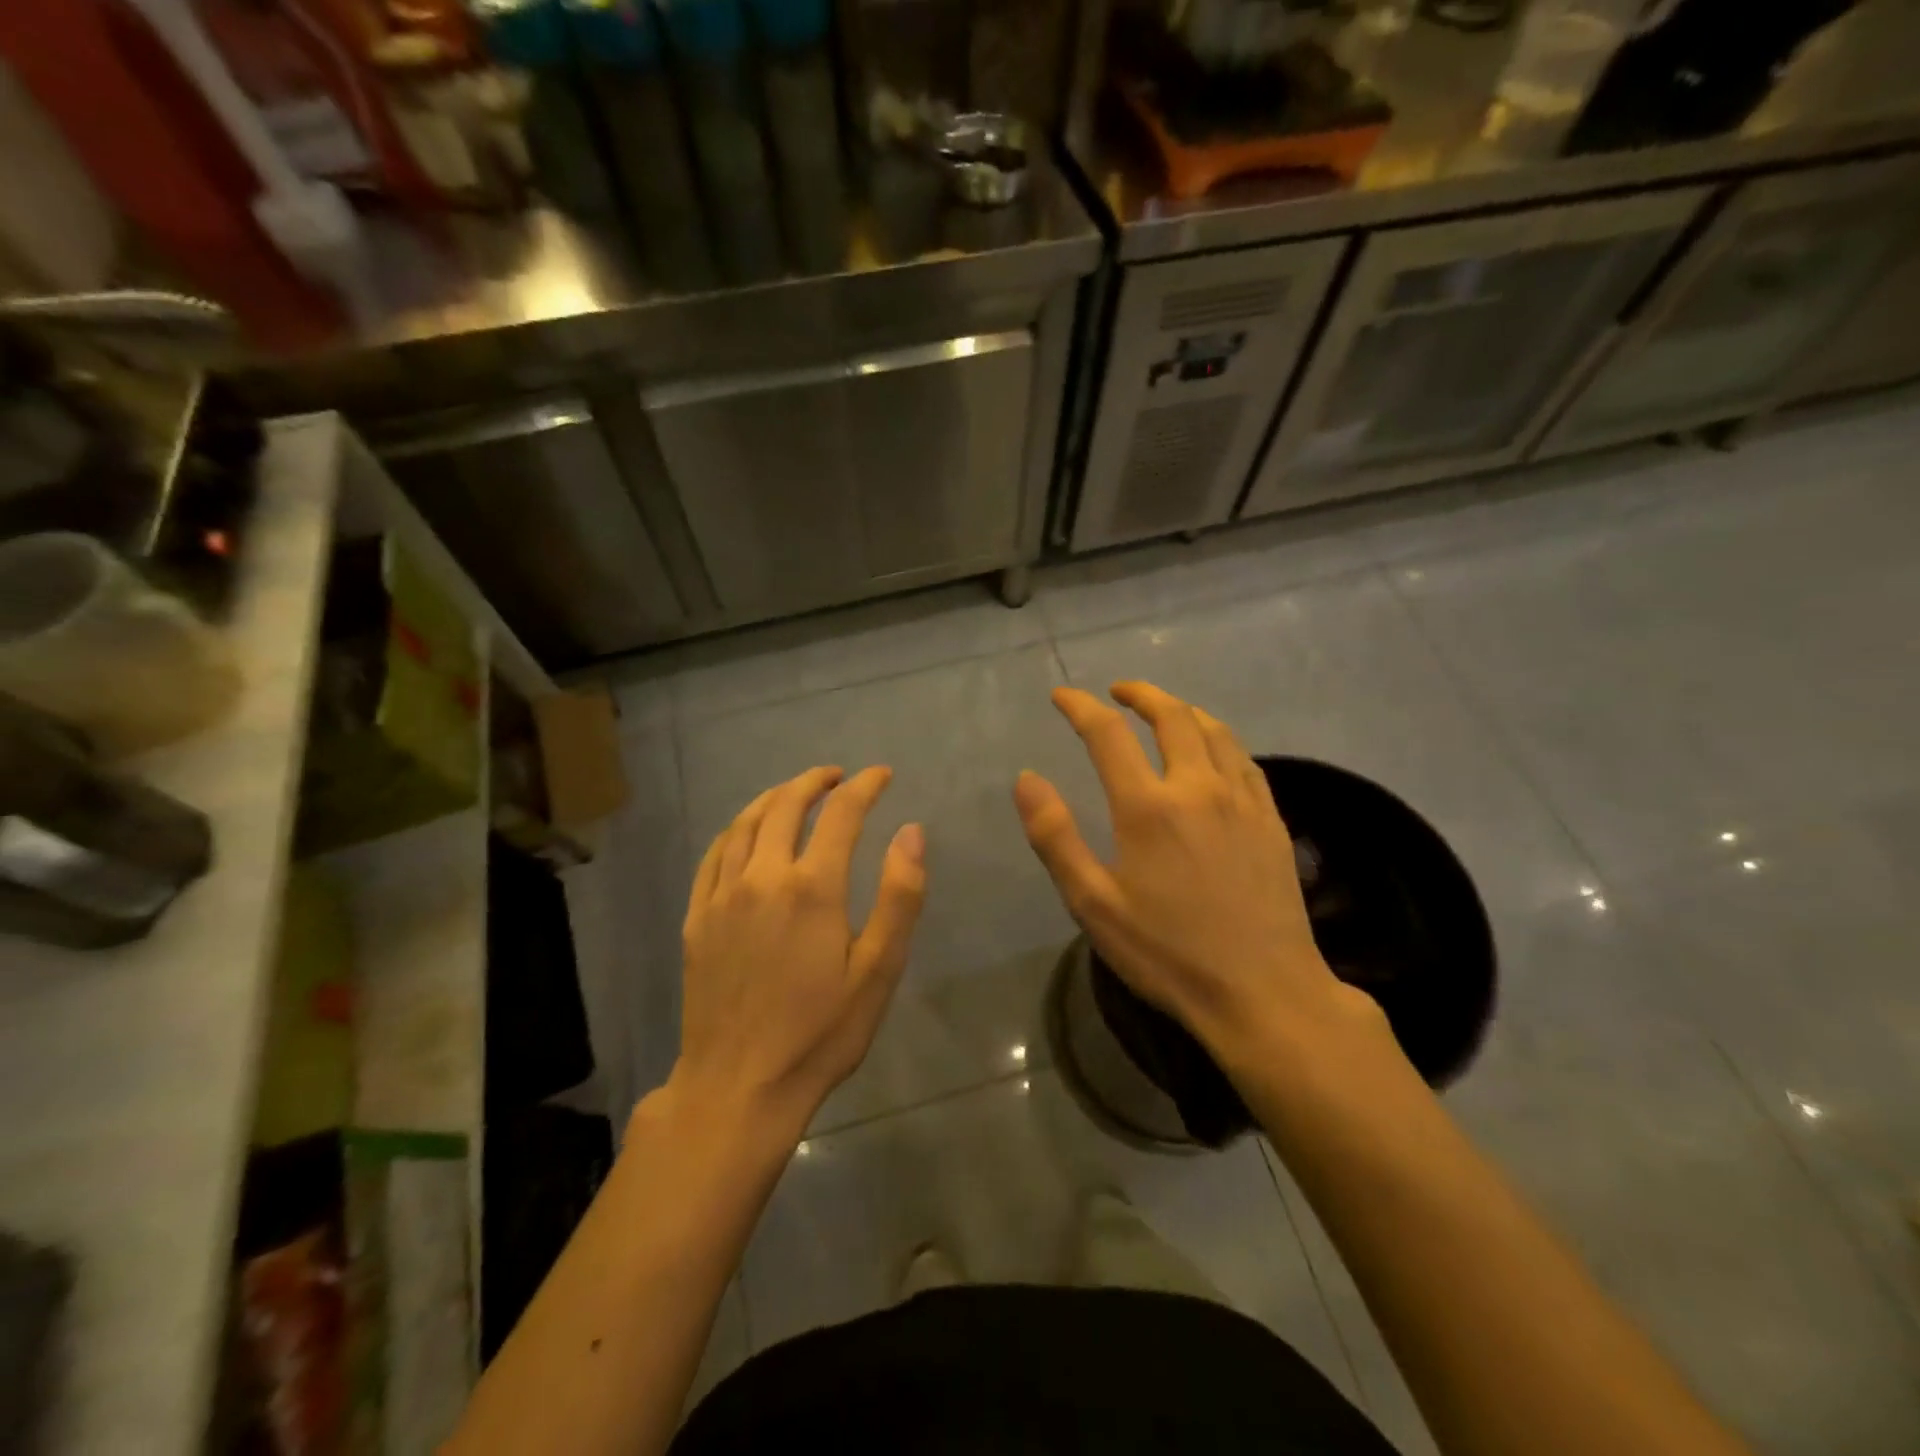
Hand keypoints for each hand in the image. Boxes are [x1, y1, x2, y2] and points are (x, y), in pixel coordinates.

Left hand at [674, 766, 926, 1135]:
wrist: (739, 1087)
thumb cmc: (820, 1033)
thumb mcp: (878, 971)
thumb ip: (899, 896)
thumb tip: (911, 831)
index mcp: (812, 887)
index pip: (841, 813)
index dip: (865, 787)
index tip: (881, 775)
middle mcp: (763, 877)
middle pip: (786, 806)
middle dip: (814, 782)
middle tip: (836, 776)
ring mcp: (722, 896)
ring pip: (744, 823)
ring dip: (773, 797)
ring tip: (794, 792)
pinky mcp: (696, 918)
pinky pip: (713, 855)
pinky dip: (734, 830)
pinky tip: (744, 832)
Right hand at [1015, 682, 1378, 1066]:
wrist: (1264, 992)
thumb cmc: (1168, 953)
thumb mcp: (1093, 904)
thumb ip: (1055, 837)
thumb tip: (1026, 778)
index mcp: (1148, 806)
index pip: (1107, 734)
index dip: (1080, 707)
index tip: (1061, 696)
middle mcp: (1197, 787)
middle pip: (1170, 716)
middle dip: (1140, 694)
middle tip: (1117, 692)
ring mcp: (1242, 800)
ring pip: (1214, 730)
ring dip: (1182, 709)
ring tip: (1164, 710)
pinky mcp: (1271, 820)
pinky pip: (1244, 759)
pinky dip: (1219, 739)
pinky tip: (1213, 751)